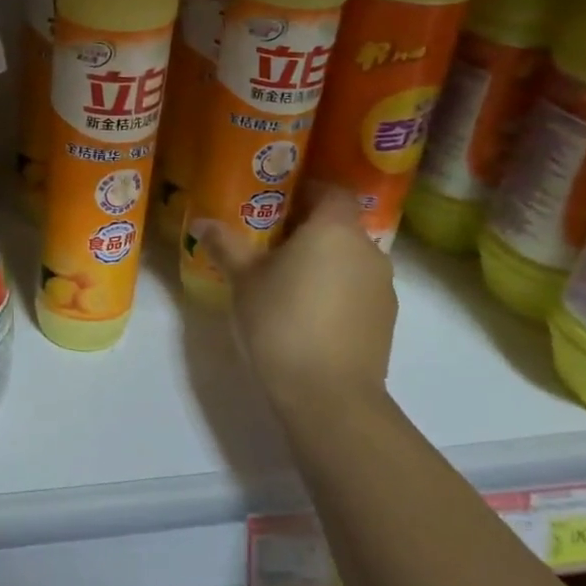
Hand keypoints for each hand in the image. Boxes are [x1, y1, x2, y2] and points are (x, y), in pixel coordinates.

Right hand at [197, 188, 397, 426]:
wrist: (329, 396)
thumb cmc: (281, 321)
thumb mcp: (243, 279)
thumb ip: (225, 245)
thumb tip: (201, 222)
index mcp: (334, 229)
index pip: (329, 190)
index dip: (304, 189)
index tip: (274, 200)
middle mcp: (367, 250)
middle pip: (339, 225)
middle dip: (306, 228)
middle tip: (268, 241)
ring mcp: (382, 287)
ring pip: (348, 259)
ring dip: (322, 261)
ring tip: (284, 279)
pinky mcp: (384, 320)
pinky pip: (356, 289)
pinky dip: (335, 289)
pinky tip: (305, 312)